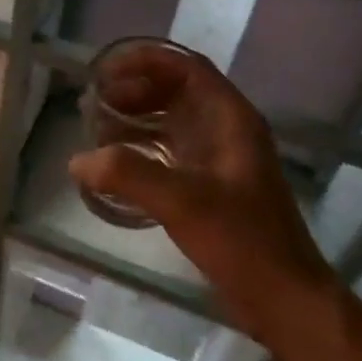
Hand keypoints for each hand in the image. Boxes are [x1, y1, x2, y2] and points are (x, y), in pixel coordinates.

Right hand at [68, 44, 338, 349]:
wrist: (283, 298)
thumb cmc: (242, 241)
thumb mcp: (181, 201)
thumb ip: (127, 174)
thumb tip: (78, 160)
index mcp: (230, 120)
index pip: (186, 68)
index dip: (145, 61)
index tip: (106, 71)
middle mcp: (226, 131)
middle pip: (175, 92)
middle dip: (133, 91)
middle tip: (93, 104)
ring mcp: (219, 160)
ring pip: (170, 123)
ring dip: (134, 120)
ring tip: (96, 131)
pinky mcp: (209, 187)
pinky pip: (169, 153)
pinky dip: (140, 150)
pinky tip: (114, 166)